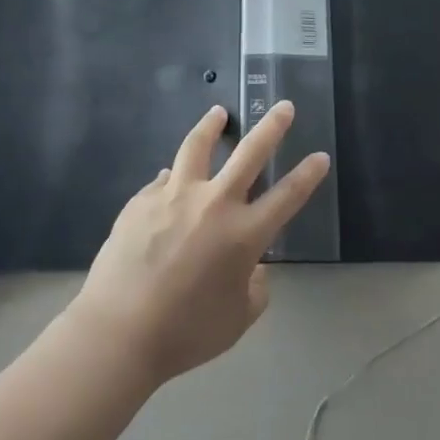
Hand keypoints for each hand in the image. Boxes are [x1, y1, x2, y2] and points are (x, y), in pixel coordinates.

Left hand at [68, 102, 329, 383]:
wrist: (119, 332)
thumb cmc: (185, 333)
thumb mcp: (237, 320)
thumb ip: (254, 289)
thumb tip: (250, 267)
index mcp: (244, 234)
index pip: (287, 196)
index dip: (308, 175)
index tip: (320, 155)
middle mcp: (214, 204)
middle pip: (250, 153)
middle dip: (272, 127)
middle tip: (283, 106)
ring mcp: (174, 196)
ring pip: (197, 147)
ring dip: (211, 126)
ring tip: (218, 113)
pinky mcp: (142, 200)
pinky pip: (163, 181)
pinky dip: (173, 177)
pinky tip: (170, 179)